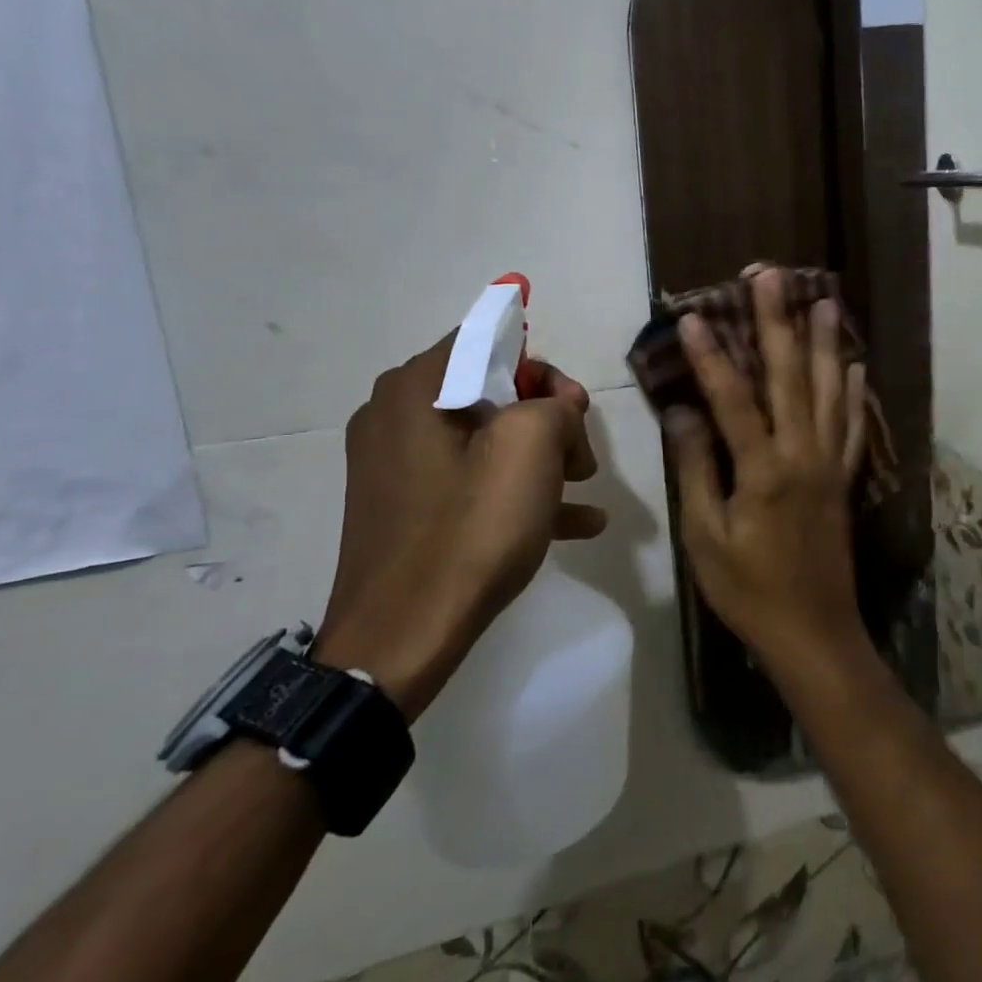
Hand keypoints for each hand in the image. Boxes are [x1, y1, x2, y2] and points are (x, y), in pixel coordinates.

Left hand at [315, 337, 608, 718]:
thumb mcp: (530, 449)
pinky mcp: (407, 507)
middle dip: (548, 420)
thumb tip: (556, 408)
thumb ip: (554, 405)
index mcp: (415, 388)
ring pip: (487, 439)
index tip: (573, 410)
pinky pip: (471, 480)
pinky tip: (575, 522)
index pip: (488, 342)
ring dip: (542, 457)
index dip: (541, 368)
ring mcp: (397, 466)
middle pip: (492, 391)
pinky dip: (517, 490)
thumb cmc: (468, 530)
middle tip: (582, 459)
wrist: (400, 640)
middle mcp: (396, 416)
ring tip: (584, 490)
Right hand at [665, 268, 870, 679]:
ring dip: (825, 343)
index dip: (711, 355)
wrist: (812, 631)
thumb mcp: (706, 536)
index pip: (733, 398)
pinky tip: (854, 366)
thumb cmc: (748, 589)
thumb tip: (682, 413)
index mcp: (763, 469)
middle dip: (778, 321)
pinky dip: (853, 393)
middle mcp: (802, 453)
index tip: (693, 315)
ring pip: (828, 390)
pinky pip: (853, 426)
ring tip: (826, 301)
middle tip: (772, 276)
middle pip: (789, 375)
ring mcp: (830, 463)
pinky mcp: (844, 478)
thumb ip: (696, 469)